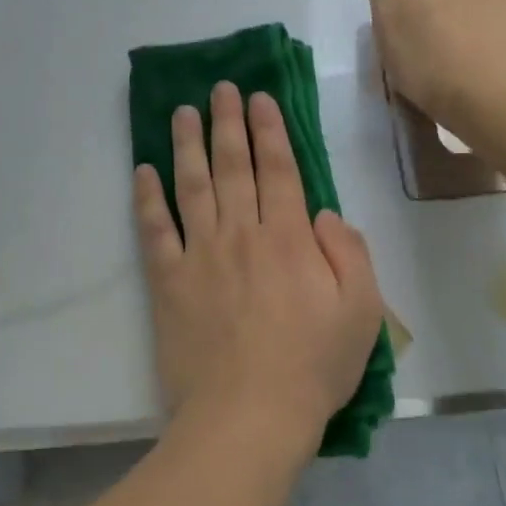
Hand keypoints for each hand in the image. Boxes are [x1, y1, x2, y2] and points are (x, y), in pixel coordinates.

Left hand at [133, 83, 383, 455]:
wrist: (249, 417)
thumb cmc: (313, 367)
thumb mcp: (362, 311)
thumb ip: (349, 252)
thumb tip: (323, 213)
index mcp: (288, 238)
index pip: (279, 169)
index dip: (270, 129)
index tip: (260, 98)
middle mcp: (242, 233)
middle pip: (233, 165)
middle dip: (227, 122)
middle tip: (220, 89)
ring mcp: (200, 254)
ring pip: (192, 185)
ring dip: (186, 145)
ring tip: (181, 112)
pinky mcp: (168, 281)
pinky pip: (154, 230)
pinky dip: (147, 198)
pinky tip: (142, 171)